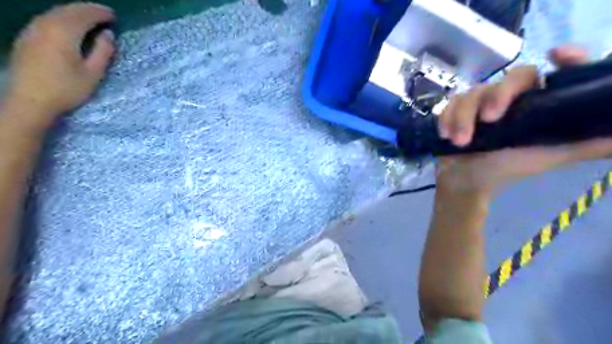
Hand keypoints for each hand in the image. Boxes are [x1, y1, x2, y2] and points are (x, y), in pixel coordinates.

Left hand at [5, 2, 115, 127]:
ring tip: (89, 19)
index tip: (114, 16)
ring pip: (55, 12)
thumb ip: (103, 52)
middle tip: (104, 14)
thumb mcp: (93, 73)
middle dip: (87, 9)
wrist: (30, 100)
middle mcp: (45, 25)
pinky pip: (46, 19)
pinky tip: (69, 26)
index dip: (100, 13)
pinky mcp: (26, 38)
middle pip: (67, 10)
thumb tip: (108, 34)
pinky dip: (62, 18)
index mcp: (64, 33)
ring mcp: (32, 30)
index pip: (84, 15)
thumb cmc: (67, 89)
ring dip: (74, 12)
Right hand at [435, 46, 611, 193]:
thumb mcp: (548, 157)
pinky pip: (451, 103)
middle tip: (489, 120)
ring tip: (459, 142)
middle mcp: (511, 99)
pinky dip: (447, 118)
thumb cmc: (505, 169)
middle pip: (512, 78)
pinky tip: (445, 135)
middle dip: (498, 96)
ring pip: (474, 93)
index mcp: (537, 105)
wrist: (465, 181)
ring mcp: (480, 103)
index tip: (557, 55)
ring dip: (463, 117)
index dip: (565, 60)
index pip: (554, 74)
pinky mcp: (456, 110)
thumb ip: (585, 145)